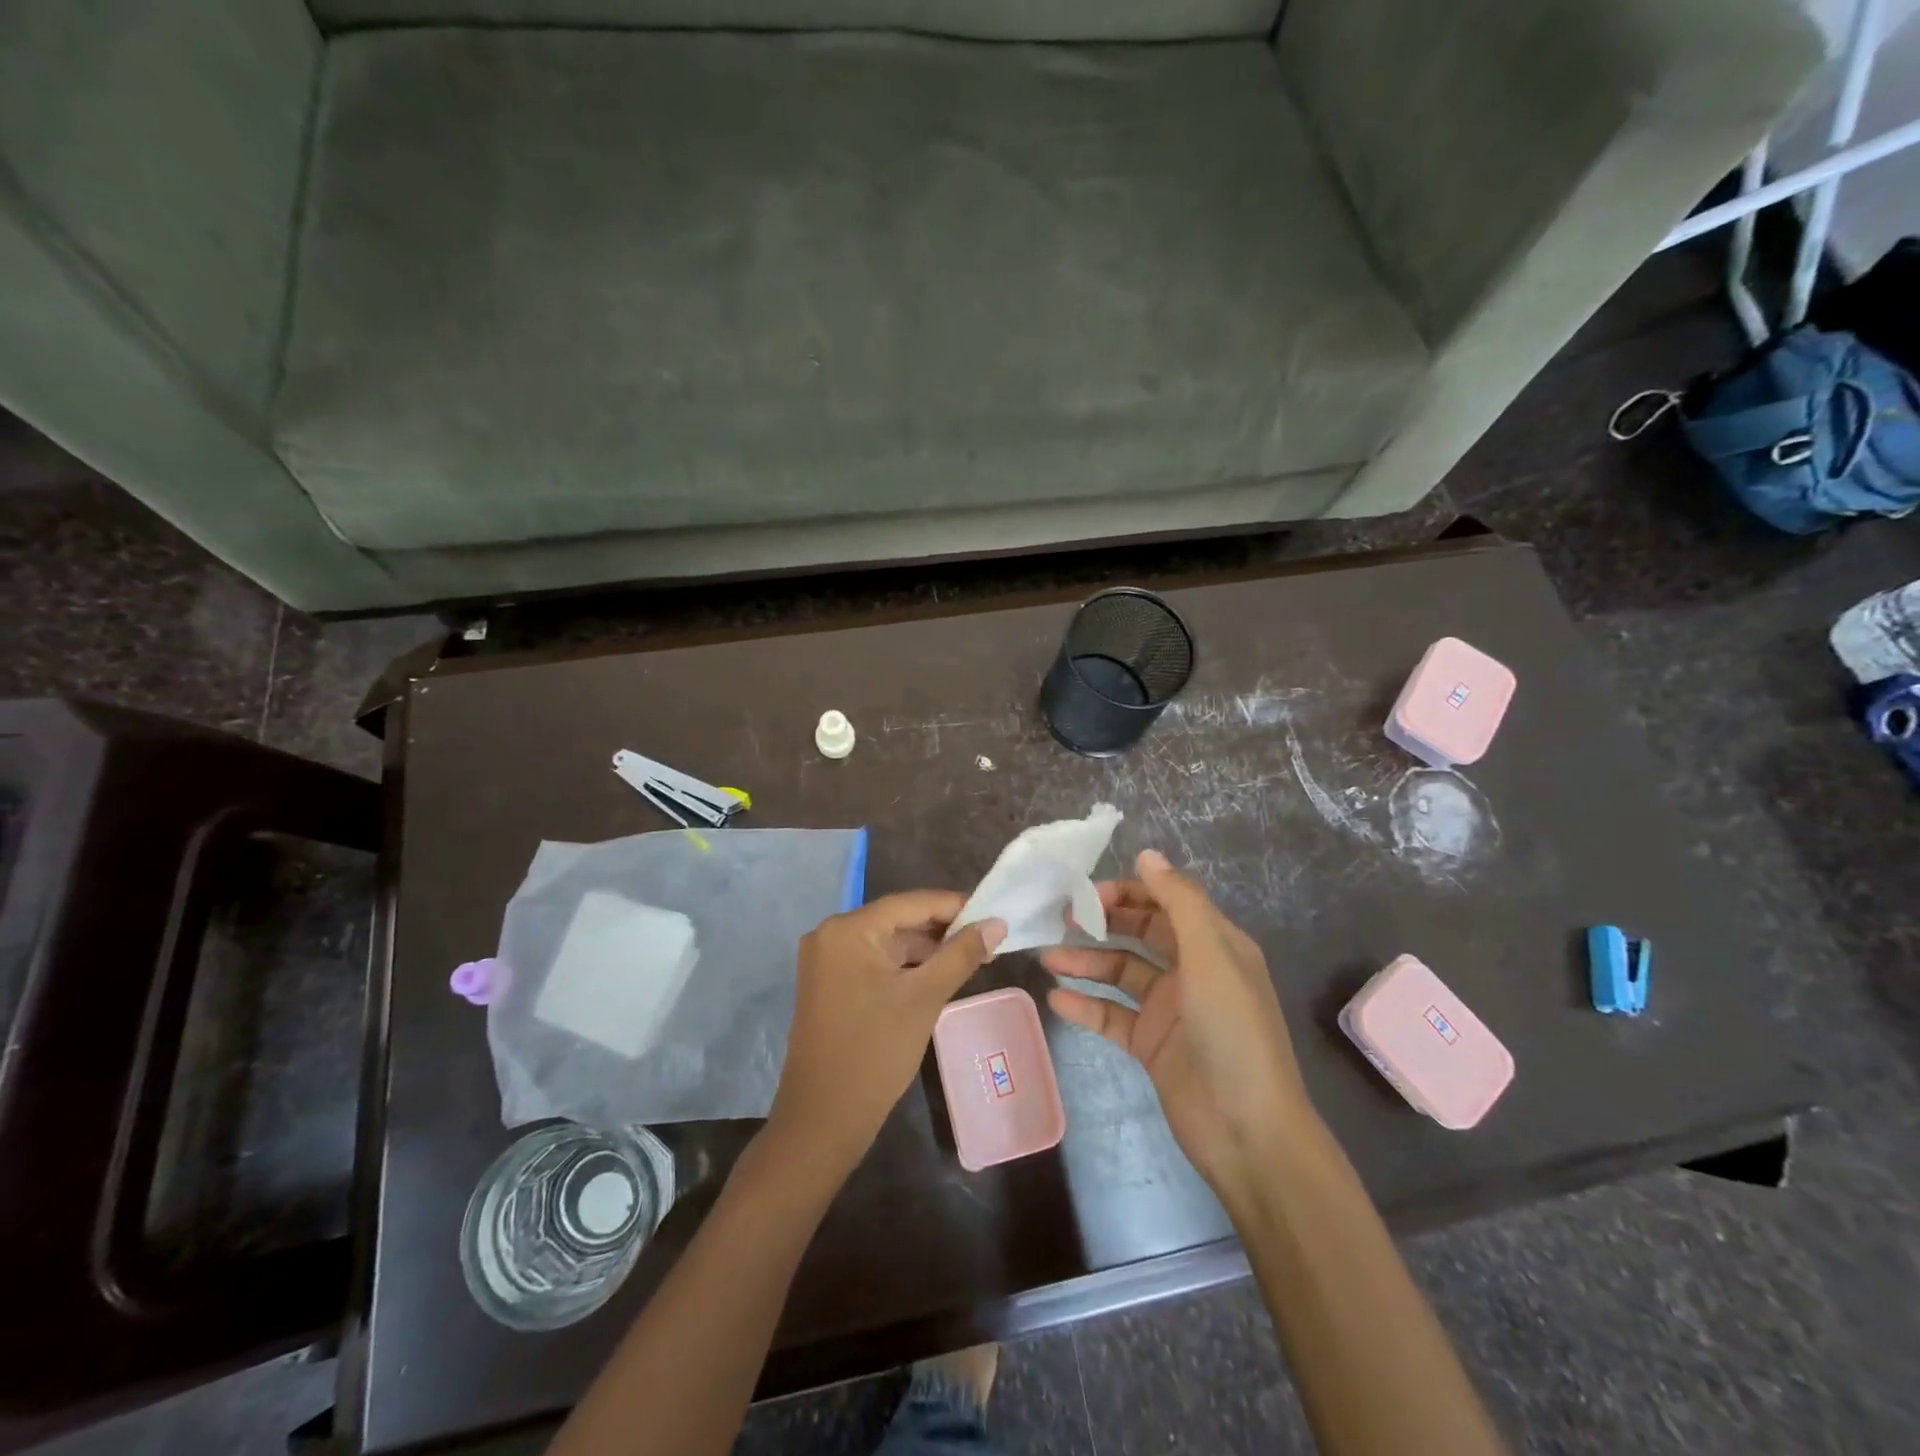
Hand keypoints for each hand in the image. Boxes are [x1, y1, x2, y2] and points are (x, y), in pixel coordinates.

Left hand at [768, 891, 1004, 1180]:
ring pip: (887, 941)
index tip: (993, 913)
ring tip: (969, 958)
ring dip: (925, 949)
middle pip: (898, 919)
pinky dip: (904, 966)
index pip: (912, 903)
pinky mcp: (828, 982)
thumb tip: (996, 923)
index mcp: (849, 929)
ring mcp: (826, 959)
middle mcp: (831, 933)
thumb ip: (961, 954)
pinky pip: (873, 960)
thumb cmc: (875, 1053)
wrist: (823, 1119)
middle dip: (942, 930)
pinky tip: (935, 975)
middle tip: (986, 940)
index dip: (955, 906)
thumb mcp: (925, 998)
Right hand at [1041, 850, 1315, 1209]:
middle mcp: (1192, 971)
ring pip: (1120, 973)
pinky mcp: (1150, 1044)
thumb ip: (1179, 902)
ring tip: (1049, 958)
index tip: (1090, 893)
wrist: (1248, 1132)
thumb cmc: (1232, 1032)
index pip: (1167, 902)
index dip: (1131, 892)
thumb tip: (1147, 854)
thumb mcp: (1211, 956)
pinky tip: (1057, 998)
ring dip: (1086, 963)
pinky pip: (1111, 1015)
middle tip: (1062, 918)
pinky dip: (1086, 1005)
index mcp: (1215, 945)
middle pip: (1141, 934)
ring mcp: (1169, 1009)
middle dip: (1103, 923)